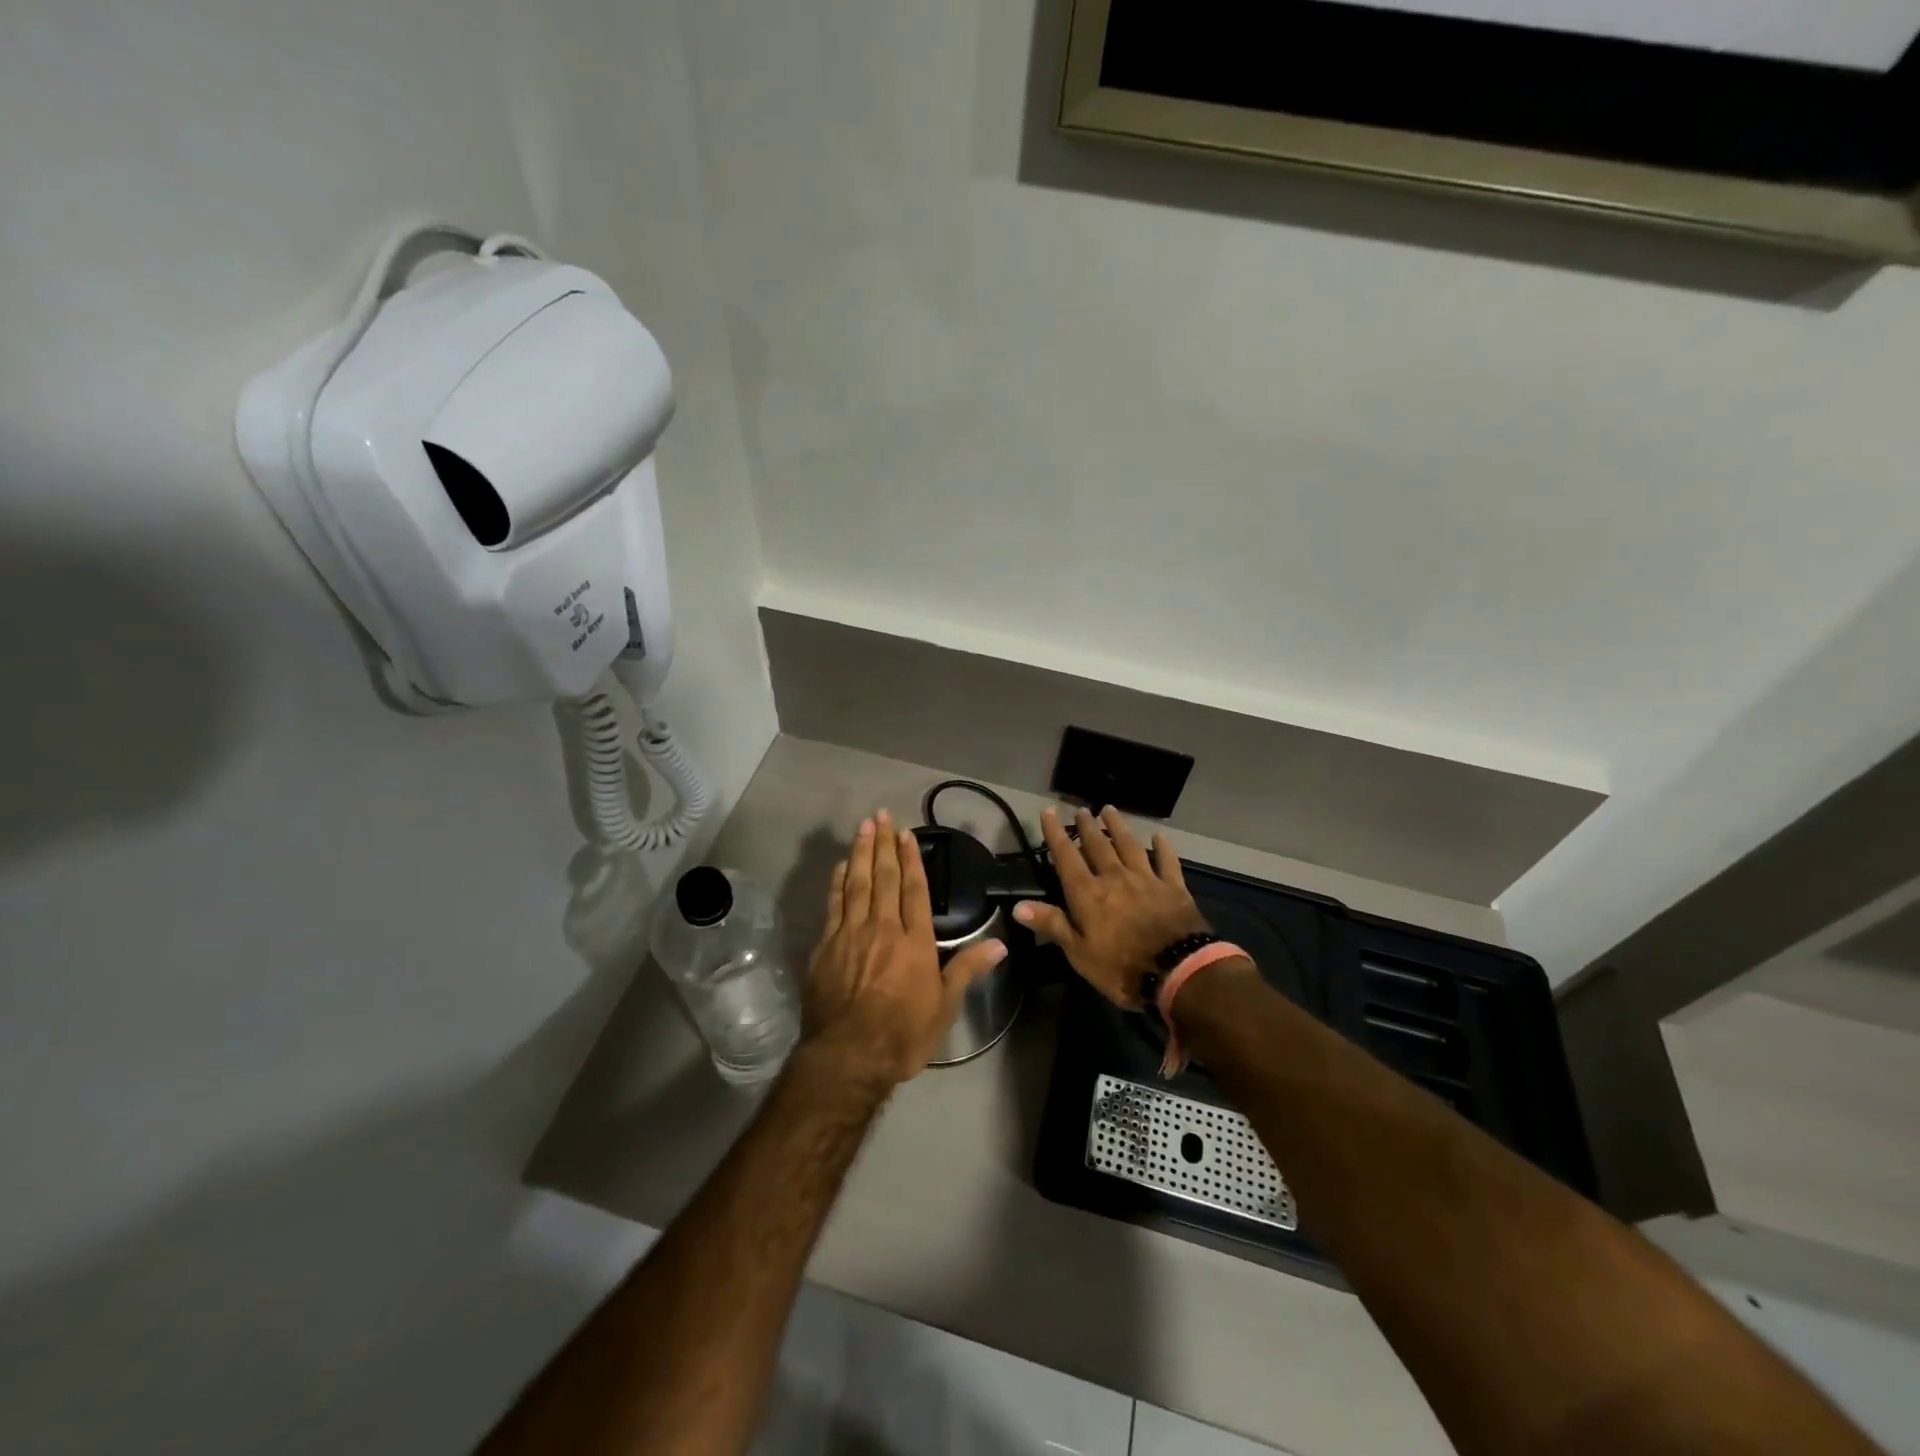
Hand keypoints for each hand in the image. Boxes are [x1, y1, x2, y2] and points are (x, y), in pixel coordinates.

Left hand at [802, 808, 1007, 1088]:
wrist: (849, 1055)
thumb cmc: (903, 1032)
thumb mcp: (944, 1006)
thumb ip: (968, 969)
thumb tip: (1001, 944)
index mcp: (914, 940)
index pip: (914, 890)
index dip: (911, 860)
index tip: (907, 835)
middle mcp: (883, 928)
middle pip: (883, 877)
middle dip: (883, 844)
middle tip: (881, 815)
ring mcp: (851, 934)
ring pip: (857, 883)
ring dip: (860, 852)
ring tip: (863, 827)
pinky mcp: (827, 946)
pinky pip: (834, 904)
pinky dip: (838, 881)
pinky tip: (841, 866)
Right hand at [1014, 806, 1208, 1008]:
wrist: (1178, 972)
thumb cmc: (1121, 968)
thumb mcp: (1079, 953)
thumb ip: (1052, 924)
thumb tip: (1017, 906)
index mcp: (1088, 893)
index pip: (1066, 856)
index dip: (1055, 834)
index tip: (1048, 812)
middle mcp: (1115, 877)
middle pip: (1098, 845)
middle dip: (1087, 826)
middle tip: (1081, 810)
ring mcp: (1146, 879)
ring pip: (1129, 845)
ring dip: (1118, 826)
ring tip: (1110, 810)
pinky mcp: (1173, 887)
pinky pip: (1167, 861)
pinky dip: (1163, 848)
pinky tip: (1159, 836)